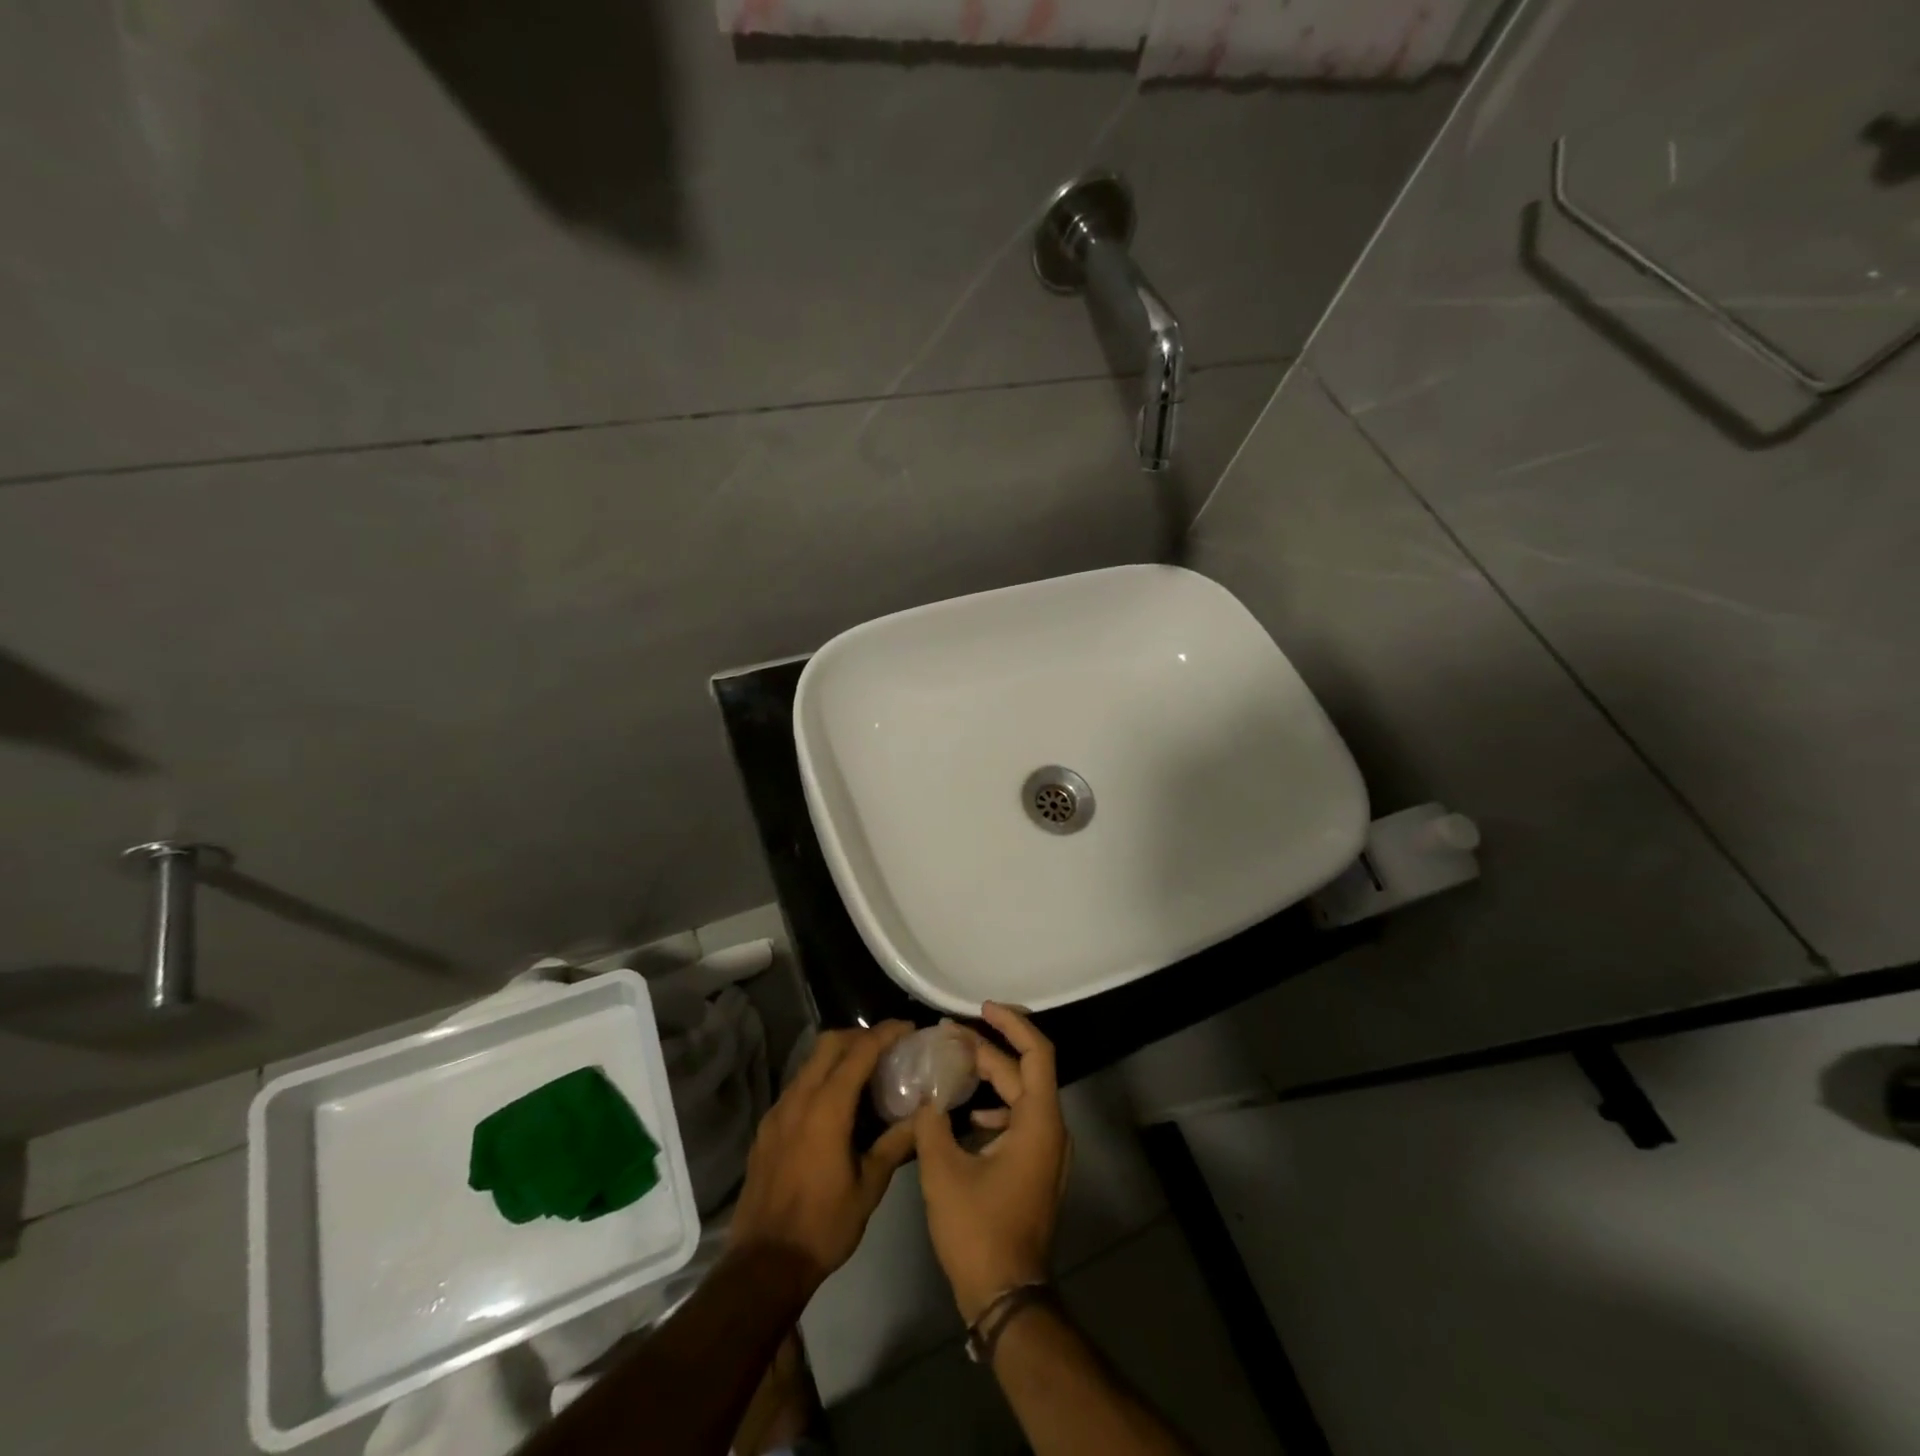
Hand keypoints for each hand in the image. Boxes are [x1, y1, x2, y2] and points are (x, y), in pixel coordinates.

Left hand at [728, 1022, 918, 1289]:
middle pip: (829, 1043)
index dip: (886, 1034)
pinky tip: (835, 1106)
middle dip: (859, 1036)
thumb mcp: (869, 1187)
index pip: (859, 1052)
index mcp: (827, 1108)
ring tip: (865, 1074)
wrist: (764, 1264)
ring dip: (838, 1056)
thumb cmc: (824, 1226)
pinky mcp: (767, 1127)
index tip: (908, 1028)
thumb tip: (925, 1115)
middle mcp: (799, 1098)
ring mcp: (778, 1111)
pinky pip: (797, 1086)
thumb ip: (895, 1143)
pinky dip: (820, 1079)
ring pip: (810, 1062)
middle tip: (887, 1047)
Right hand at [914, 1003, 1070, 1322]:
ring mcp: (1047, 1152)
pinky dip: (995, 1108)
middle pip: (1024, 1072)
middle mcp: (1051, 1130)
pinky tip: (967, 1115)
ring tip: (953, 1065)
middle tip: (949, 1035)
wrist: (1006, 1297)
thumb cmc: (978, 1230)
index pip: (1037, 1052)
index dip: (1012, 1024)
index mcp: (1039, 1122)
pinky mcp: (1036, 1169)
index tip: (983, 1009)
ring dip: (990, 1078)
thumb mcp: (943, 1171)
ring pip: (1021, 1097)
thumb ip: (931, 1123)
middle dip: (988, 1049)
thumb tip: (925, 1095)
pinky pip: (1020, 1121)